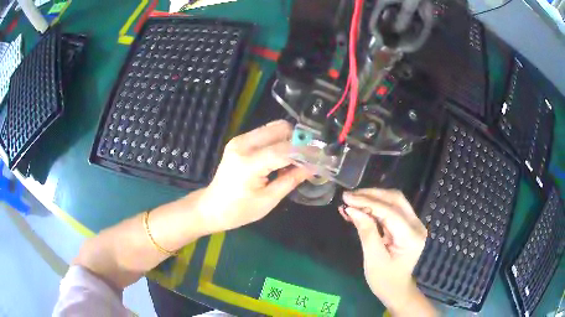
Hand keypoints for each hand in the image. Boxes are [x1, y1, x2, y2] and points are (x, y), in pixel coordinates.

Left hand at [197, 120, 309, 232]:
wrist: (212, 207)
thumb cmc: (239, 210)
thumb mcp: (269, 199)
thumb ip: (291, 179)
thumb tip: (313, 167)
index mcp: (248, 163)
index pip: (284, 150)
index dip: (305, 152)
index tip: (322, 156)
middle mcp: (242, 145)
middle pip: (279, 129)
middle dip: (298, 140)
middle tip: (309, 156)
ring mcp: (239, 141)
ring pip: (273, 128)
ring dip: (289, 139)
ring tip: (297, 158)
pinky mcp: (239, 141)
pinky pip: (265, 134)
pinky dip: (278, 141)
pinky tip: (282, 158)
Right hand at [339, 188, 434, 315]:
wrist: (398, 290)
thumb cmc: (385, 280)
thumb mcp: (373, 259)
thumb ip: (366, 232)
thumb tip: (352, 209)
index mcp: (411, 236)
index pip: (389, 211)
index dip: (367, 203)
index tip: (346, 199)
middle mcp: (416, 225)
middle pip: (395, 199)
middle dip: (371, 195)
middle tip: (348, 196)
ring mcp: (414, 224)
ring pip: (394, 201)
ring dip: (373, 198)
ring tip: (352, 200)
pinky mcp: (407, 225)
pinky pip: (392, 209)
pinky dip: (376, 206)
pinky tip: (361, 208)